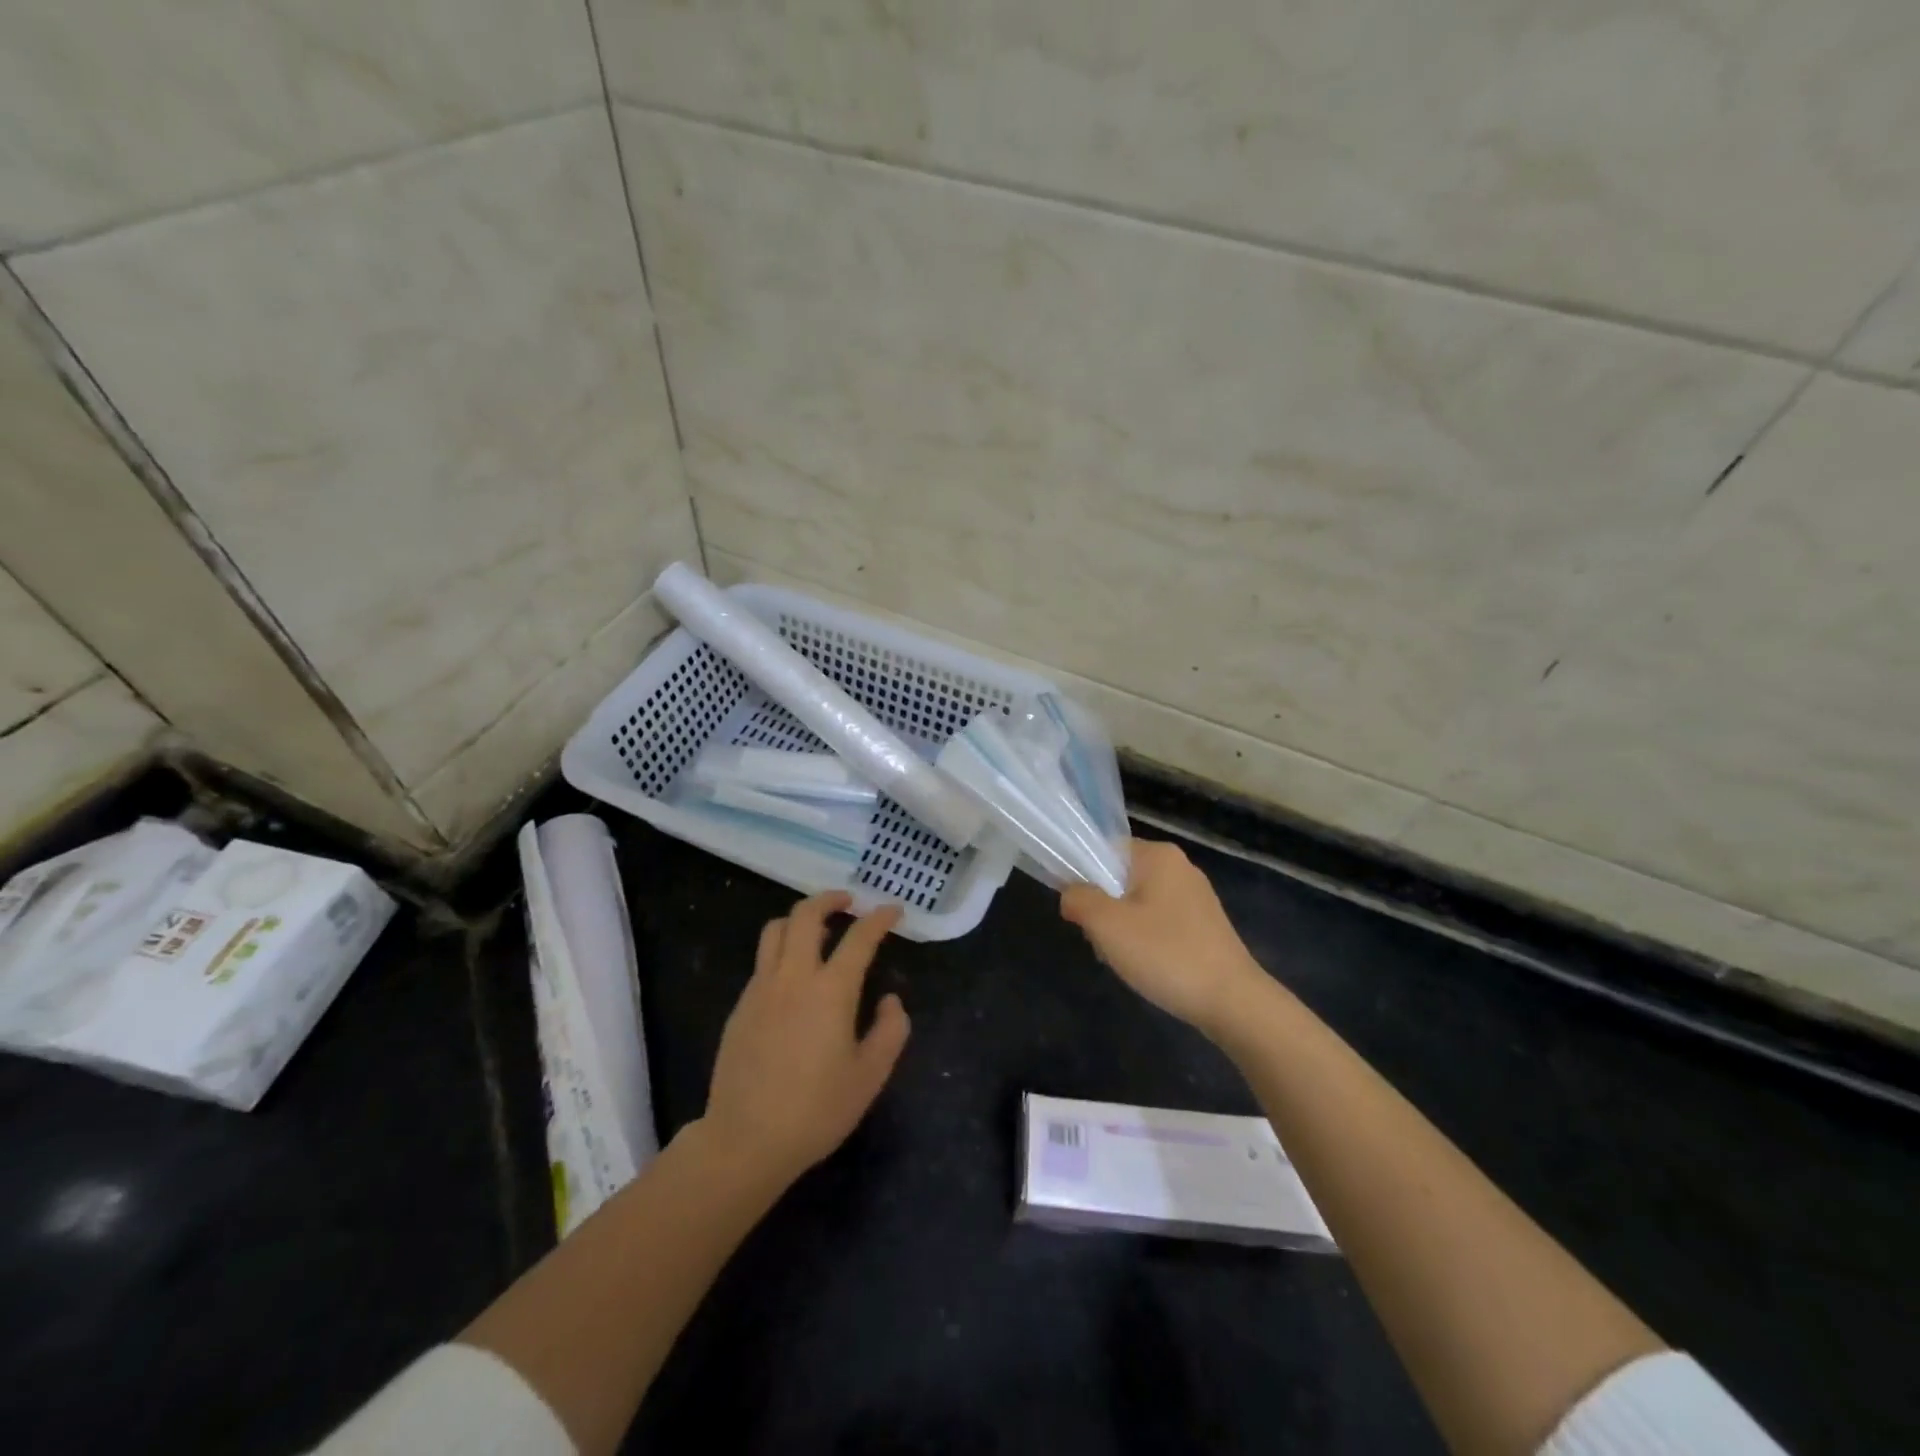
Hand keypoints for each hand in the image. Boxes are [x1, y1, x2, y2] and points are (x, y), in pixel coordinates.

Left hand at [702, 892, 909, 1184]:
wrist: (745, 1140)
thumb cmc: (816, 1110)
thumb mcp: (870, 1076)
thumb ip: (890, 1031)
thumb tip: (891, 1000)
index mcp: (831, 990)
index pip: (859, 937)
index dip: (879, 918)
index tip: (893, 910)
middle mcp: (794, 977)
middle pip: (806, 915)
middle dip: (829, 899)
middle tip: (849, 901)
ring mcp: (761, 988)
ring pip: (776, 930)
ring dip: (800, 919)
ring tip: (819, 931)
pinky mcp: (741, 1006)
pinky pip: (763, 961)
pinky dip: (782, 951)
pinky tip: (794, 978)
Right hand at [1060, 838, 1266, 1032]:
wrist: (1233, 1002)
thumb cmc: (1166, 954)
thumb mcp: (1107, 925)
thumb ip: (1079, 899)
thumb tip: (1071, 895)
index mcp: (1158, 855)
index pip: (1104, 849)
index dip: (1083, 876)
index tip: (1080, 911)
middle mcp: (1179, 867)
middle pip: (1120, 877)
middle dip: (1103, 907)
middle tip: (1101, 939)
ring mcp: (1195, 896)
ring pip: (1138, 902)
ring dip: (1123, 928)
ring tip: (1124, 958)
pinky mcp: (1205, 924)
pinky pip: (1160, 921)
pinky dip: (1146, 939)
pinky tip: (1148, 966)